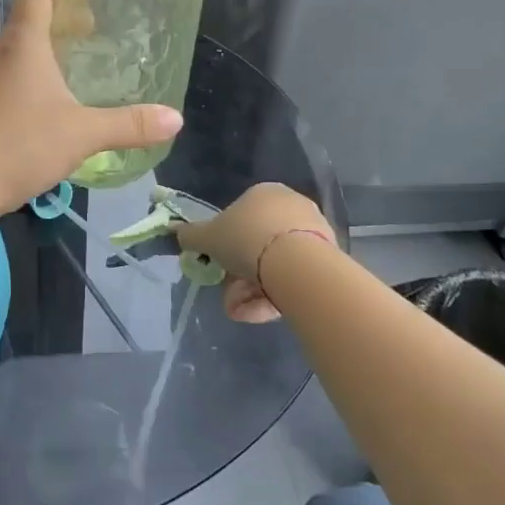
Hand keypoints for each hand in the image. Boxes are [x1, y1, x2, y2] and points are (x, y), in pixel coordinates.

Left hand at [0, 0, 182, 223]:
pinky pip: (11, 85)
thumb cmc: (18, 144)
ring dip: (48, 57)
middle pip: (29, 23)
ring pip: (19, 57)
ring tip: (81, 74)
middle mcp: (0, 56)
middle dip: (64, 24)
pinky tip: (55, 113)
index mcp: (23, 45)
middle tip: (97, 37)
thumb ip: (129, 125)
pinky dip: (35, 85)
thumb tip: (176, 119)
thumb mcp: (82, 133)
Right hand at [174, 182, 336, 322]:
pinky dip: (276, 294)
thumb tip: (177, 232)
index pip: (241, 217)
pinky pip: (294, 276)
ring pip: (275, 263)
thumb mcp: (208, 237)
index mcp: (265, 192)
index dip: (226, 244)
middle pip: (258, 244)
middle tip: (229, 295)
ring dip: (254, 289)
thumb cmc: (247, 239)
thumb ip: (191, 235)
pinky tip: (262, 312)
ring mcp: (313, 232)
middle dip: (240, 273)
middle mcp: (291, 206)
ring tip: (242, 311)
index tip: (219, 265)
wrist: (296, 264)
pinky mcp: (328, 258)